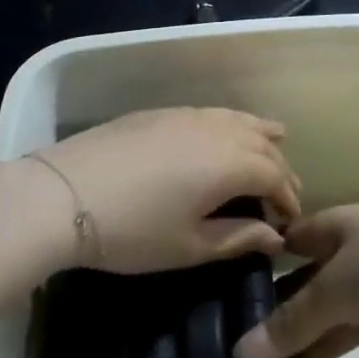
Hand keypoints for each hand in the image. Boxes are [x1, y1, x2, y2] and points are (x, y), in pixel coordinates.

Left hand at [29, 108, 299, 274]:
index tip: (292, 222)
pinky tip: (224, 132)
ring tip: (275, 140)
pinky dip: (230, 123)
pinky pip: (211, 113)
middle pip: (261, 143)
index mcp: (231, 163)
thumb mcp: (190, 246)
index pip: (275, 176)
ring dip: (259, 135)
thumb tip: (274, 235)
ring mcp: (187, 115)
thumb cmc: (134, 230)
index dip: (288, 199)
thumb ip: (238, 238)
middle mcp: (217, 130)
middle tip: (285, 192)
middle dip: (279, 168)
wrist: (66, 192)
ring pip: (237, 119)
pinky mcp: (160, 111)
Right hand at [233, 197, 358, 357]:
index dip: (257, 270)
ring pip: (340, 328)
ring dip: (316, 354)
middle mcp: (351, 260)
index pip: (285, 248)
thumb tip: (242, 348)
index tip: (222, 302)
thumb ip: (295, 320)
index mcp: (330, 232)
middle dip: (282, 322)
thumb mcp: (338, 285)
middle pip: (309, 293)